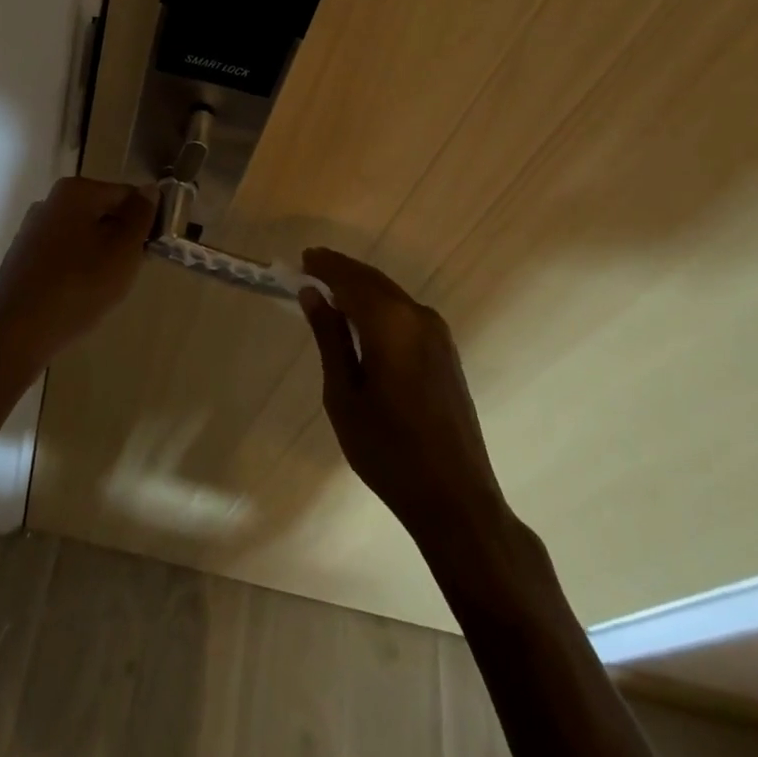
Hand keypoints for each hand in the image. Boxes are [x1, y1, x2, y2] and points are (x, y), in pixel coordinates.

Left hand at [0, 177, 155, 374]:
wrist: (15, 334)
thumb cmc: (78, 286)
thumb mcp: (123, 251)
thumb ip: (140, 216)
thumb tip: (149, 190)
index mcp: (75, 191)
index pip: (127, 195)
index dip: (145, 222)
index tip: (150, 252)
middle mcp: (49, 201)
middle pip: (103, 214)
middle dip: (120, 240)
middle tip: (127, 274)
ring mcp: (32, 229)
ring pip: (83, 236)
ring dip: (99, 257)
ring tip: (102, 290)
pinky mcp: (22, 257)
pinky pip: (62, 255)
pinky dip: (76, 270)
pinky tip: (77, 297)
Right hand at [298, 248, 509, 545]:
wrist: (455, 498)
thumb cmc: (388, 450)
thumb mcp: (344, 395)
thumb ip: (330, 338)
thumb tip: (313, 294)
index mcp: (392, 324)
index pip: (351, 279)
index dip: (326, 266)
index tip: (302, 258)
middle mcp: (419, 317)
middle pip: (374, 282)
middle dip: (342, 272)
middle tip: (311, 268)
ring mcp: (438, 334)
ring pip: (391, 295)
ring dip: (361, 288)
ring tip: (330, 291)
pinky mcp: (446, 352)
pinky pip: (405, 313)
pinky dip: (380, 306)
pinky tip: (362, 319)